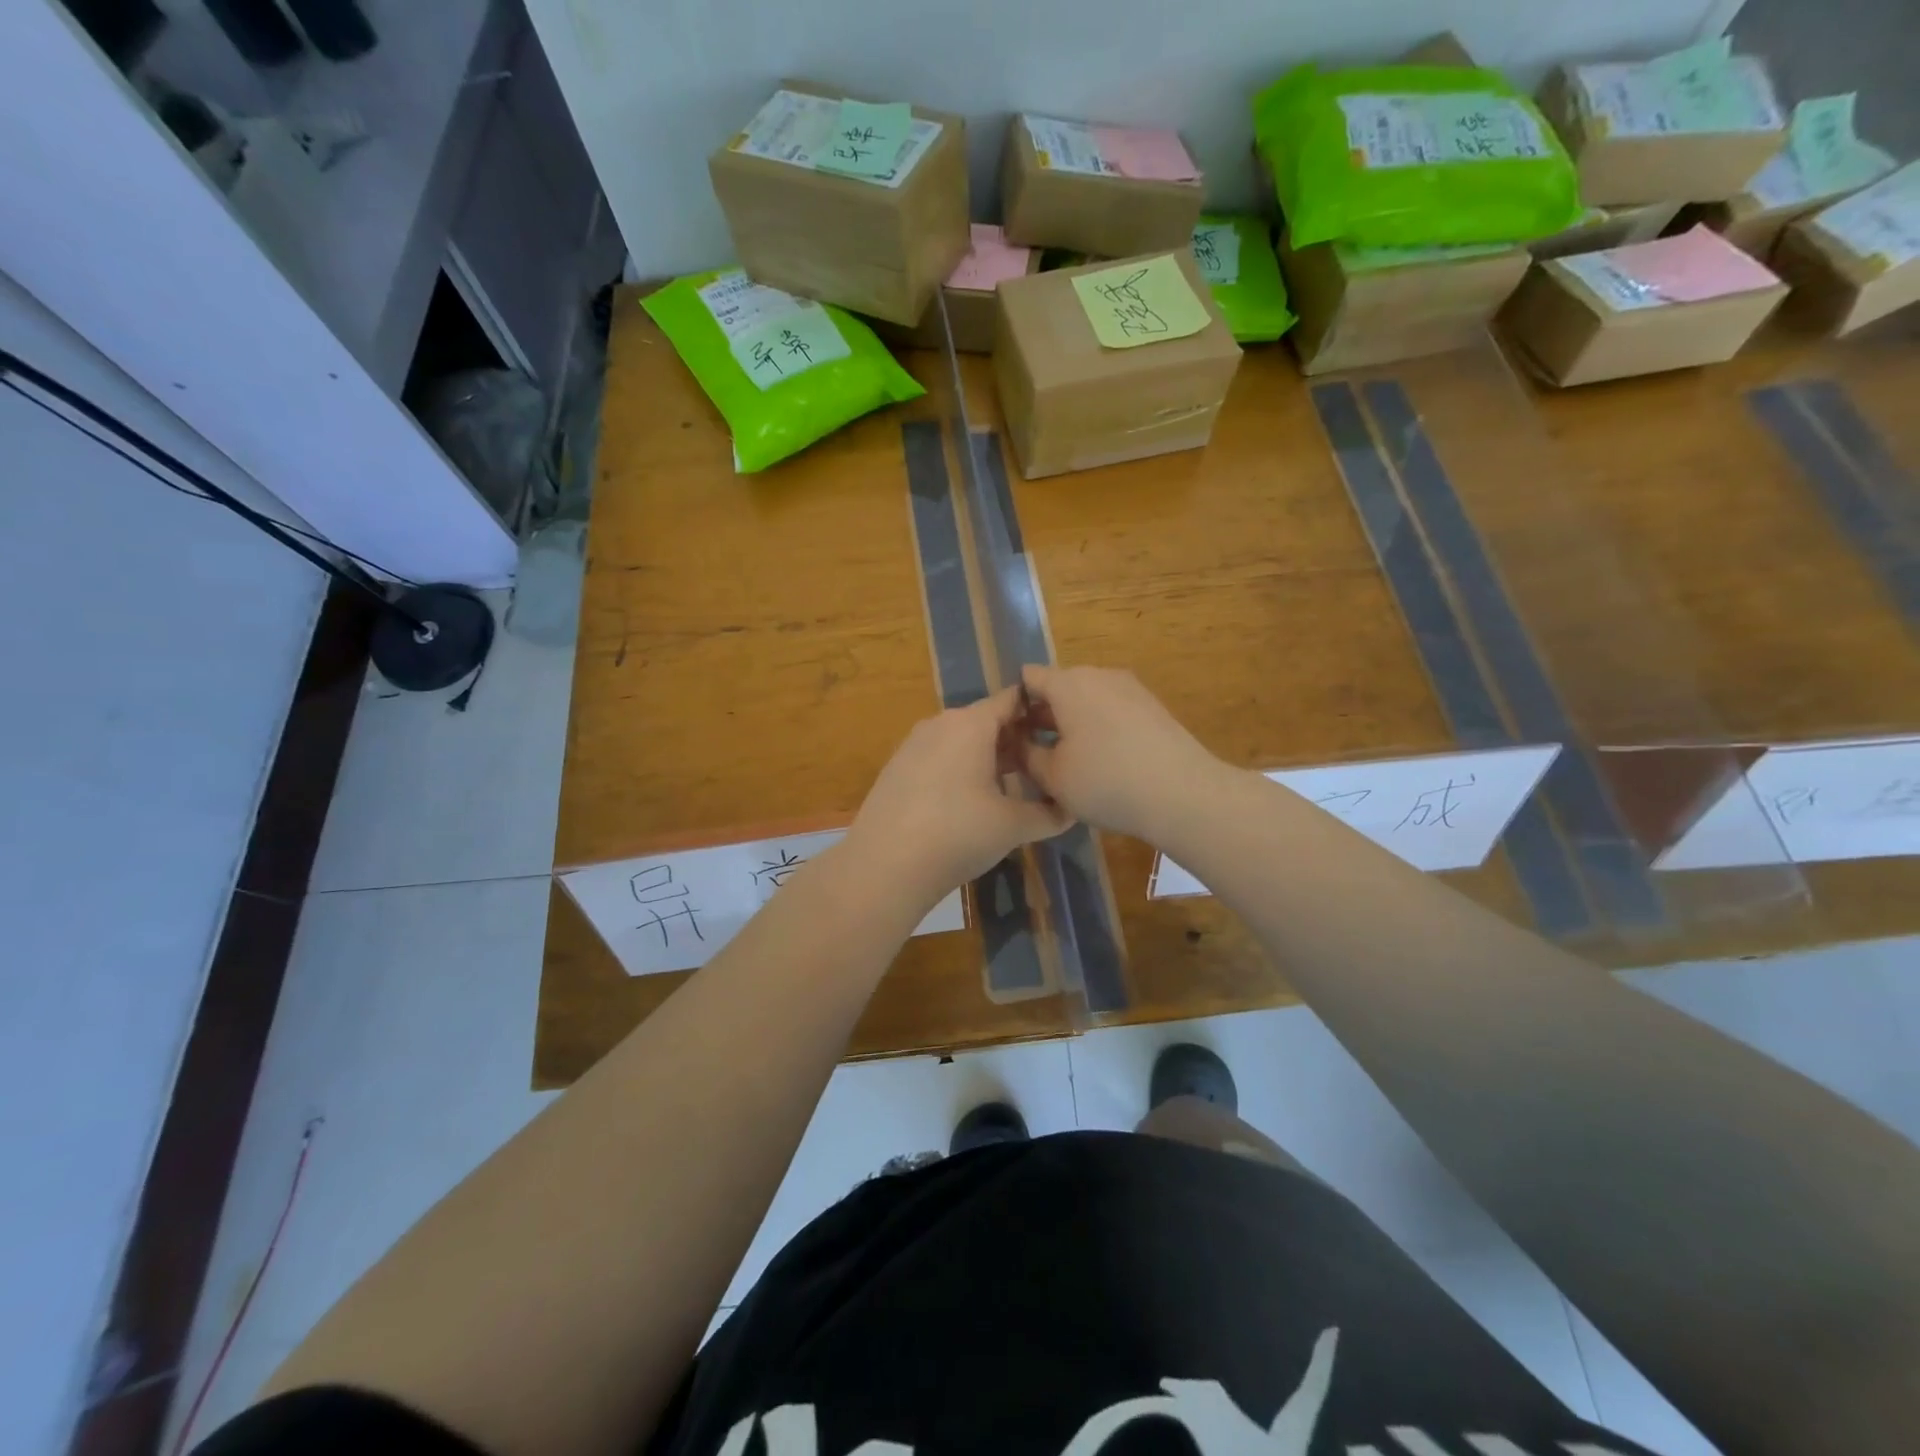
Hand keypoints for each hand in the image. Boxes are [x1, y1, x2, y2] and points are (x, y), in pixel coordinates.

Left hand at [847, 687, 1069, 907]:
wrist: (884, 866)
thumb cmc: (958, 834)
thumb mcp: (1013, 826)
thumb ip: (1049, 814)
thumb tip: (1072, 810)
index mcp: (971, 723)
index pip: (1013, 700)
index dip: (1040, 713)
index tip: (1061, 734)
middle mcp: (940, 723)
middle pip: (987, 721)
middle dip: (1016, 742)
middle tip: (1044, 769)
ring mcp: (913, 745)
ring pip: (962, 740)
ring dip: (989, 758)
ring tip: (1012, 790)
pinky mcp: (897, 768)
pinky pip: (940, 757)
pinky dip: (961, 770)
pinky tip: (971, 804)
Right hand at [1018, 664, 1222, 842]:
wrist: (1183, 794)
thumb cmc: (1106, 782)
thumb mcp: (1053, 776)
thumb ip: (1026, 755)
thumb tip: (1016, 743)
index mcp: (1068, 683)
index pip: (1028, 678)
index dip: (1013, 704)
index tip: (1008, 735)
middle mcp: (1099, 675)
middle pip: (1059, 688)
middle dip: (1042, 716)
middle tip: (1030, 753)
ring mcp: (1130, 688)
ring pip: (1086, 700)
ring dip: (1071, 724)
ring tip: (1065, 761)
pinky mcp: (1152, 707)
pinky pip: (1111, 710)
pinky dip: (1098, 728)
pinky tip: (1101, 762)